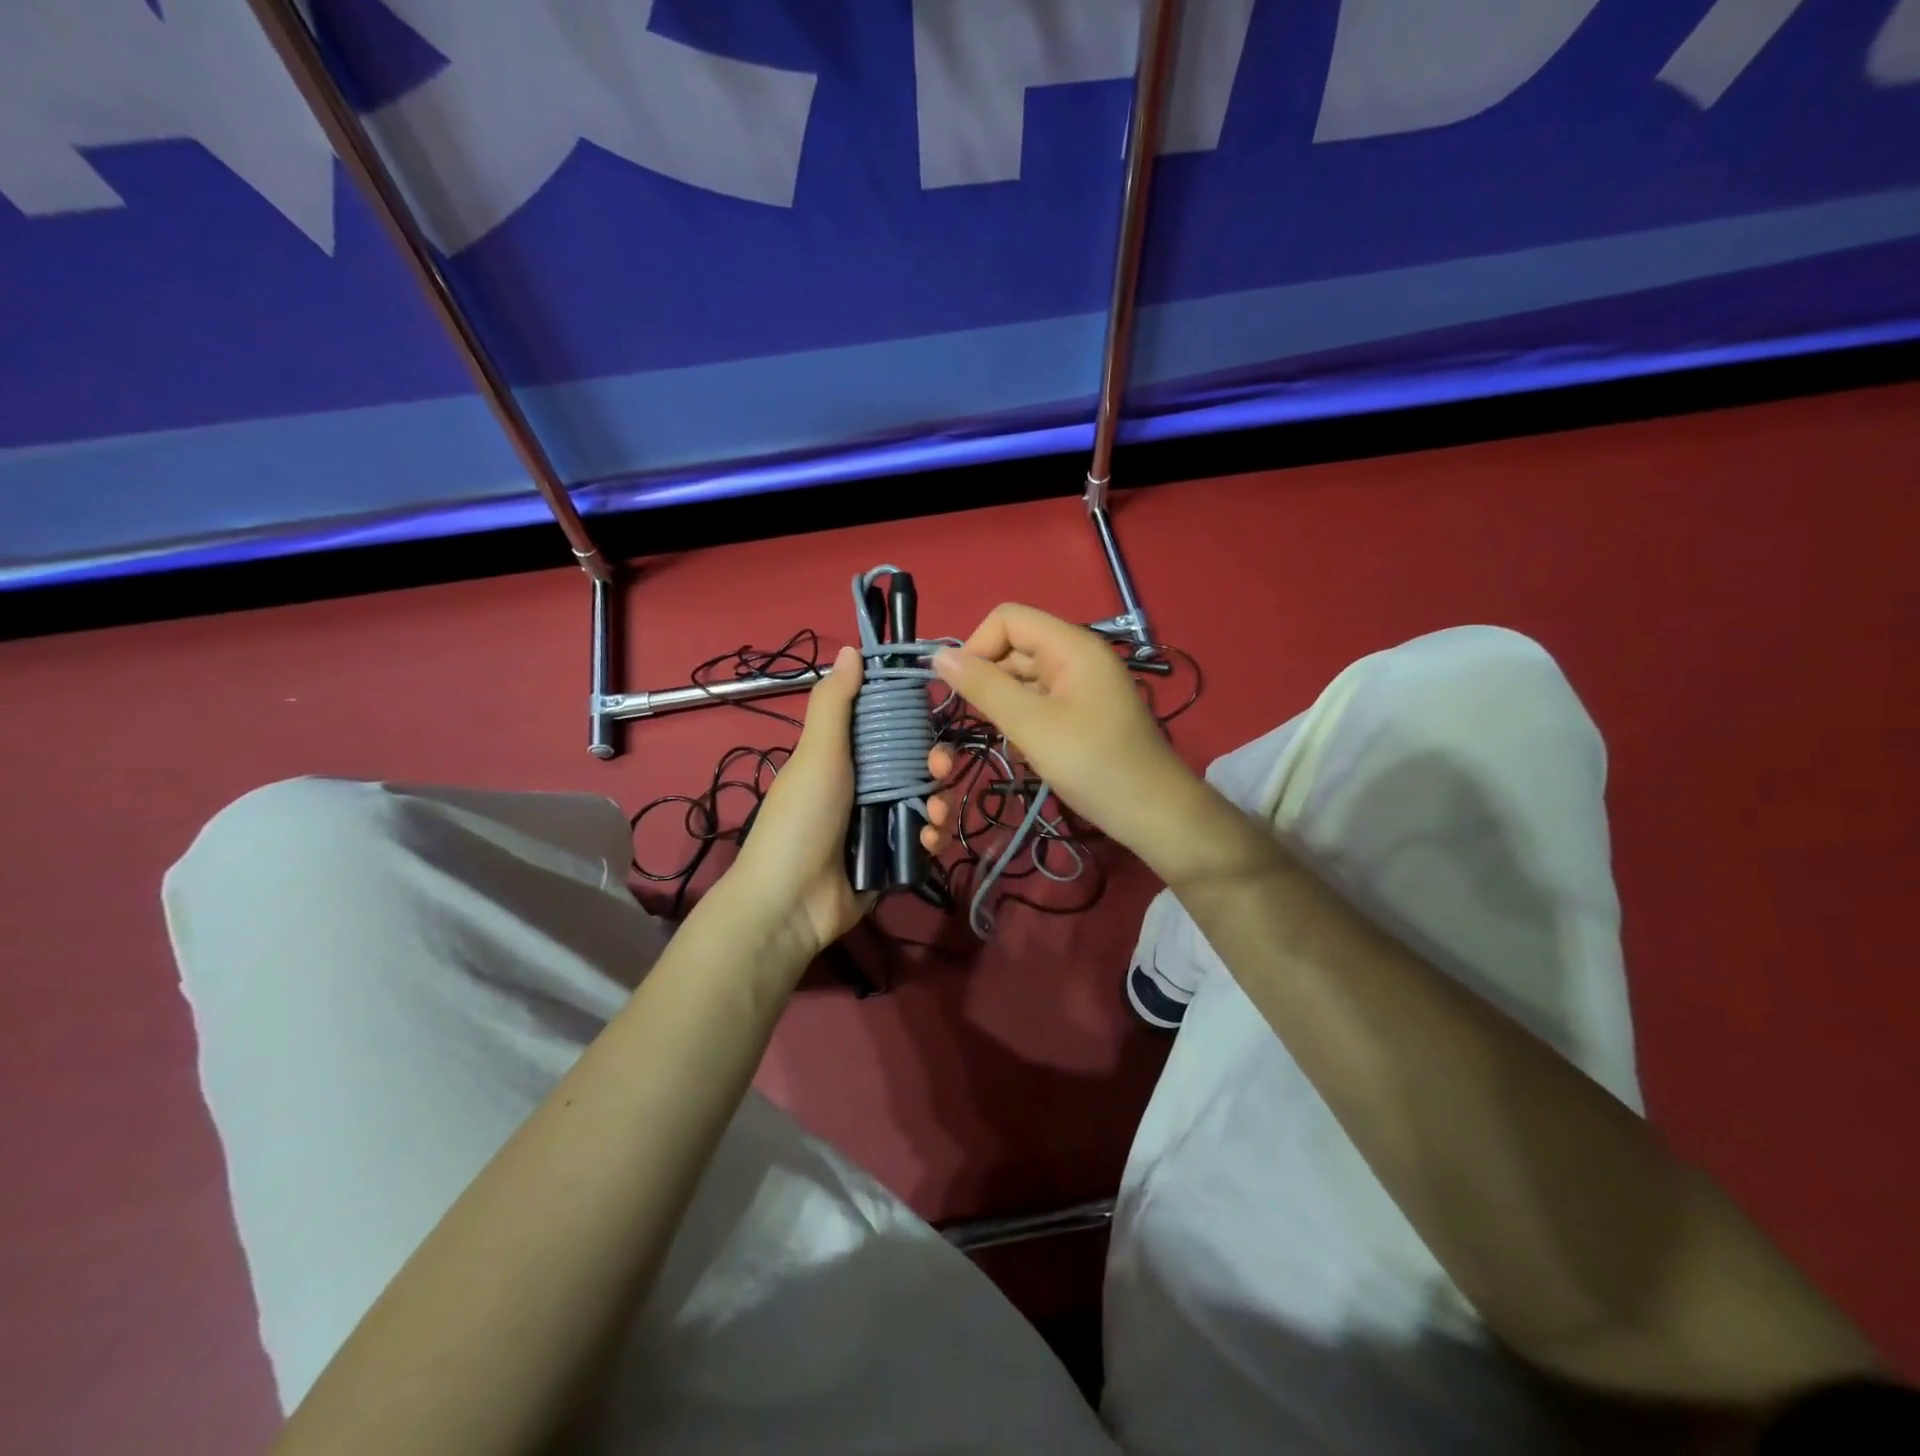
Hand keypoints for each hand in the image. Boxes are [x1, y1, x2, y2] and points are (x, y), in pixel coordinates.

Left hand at [717, 647, 955, 966]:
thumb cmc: (801, 819)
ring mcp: (880, 824)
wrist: (790, 903)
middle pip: (917, 764)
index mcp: (844, 757)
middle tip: (940, 770)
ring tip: (933, 816)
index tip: (933, 714)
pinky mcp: (894, 858)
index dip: (913, 720)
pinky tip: (927, 841)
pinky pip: (926, 838)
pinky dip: (933, 837)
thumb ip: (834, 703)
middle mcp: (865, 786)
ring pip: (928, 801)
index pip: (889, 728)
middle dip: (937, 764)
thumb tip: (852, 649)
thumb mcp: (816, 754)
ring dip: (940, 803)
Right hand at [933, 605, 1234, 885]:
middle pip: (1015, 648)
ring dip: (1005, 706)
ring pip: (1025, 678)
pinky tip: (1027, 752)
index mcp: (1071, 646)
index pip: (1008, 619)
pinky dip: (1025, 721)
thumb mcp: (1032, 726)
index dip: (977, 646)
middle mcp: (1077, 656)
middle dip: (990, 680)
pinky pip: (1040, 702)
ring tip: (1008, 742)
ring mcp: (1082, 685)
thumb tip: (940, 657)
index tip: (962, 691)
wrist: (1154, 813)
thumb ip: (984, 688)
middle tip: (980, 724)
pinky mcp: (1083, 712)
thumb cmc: (1093, 764)